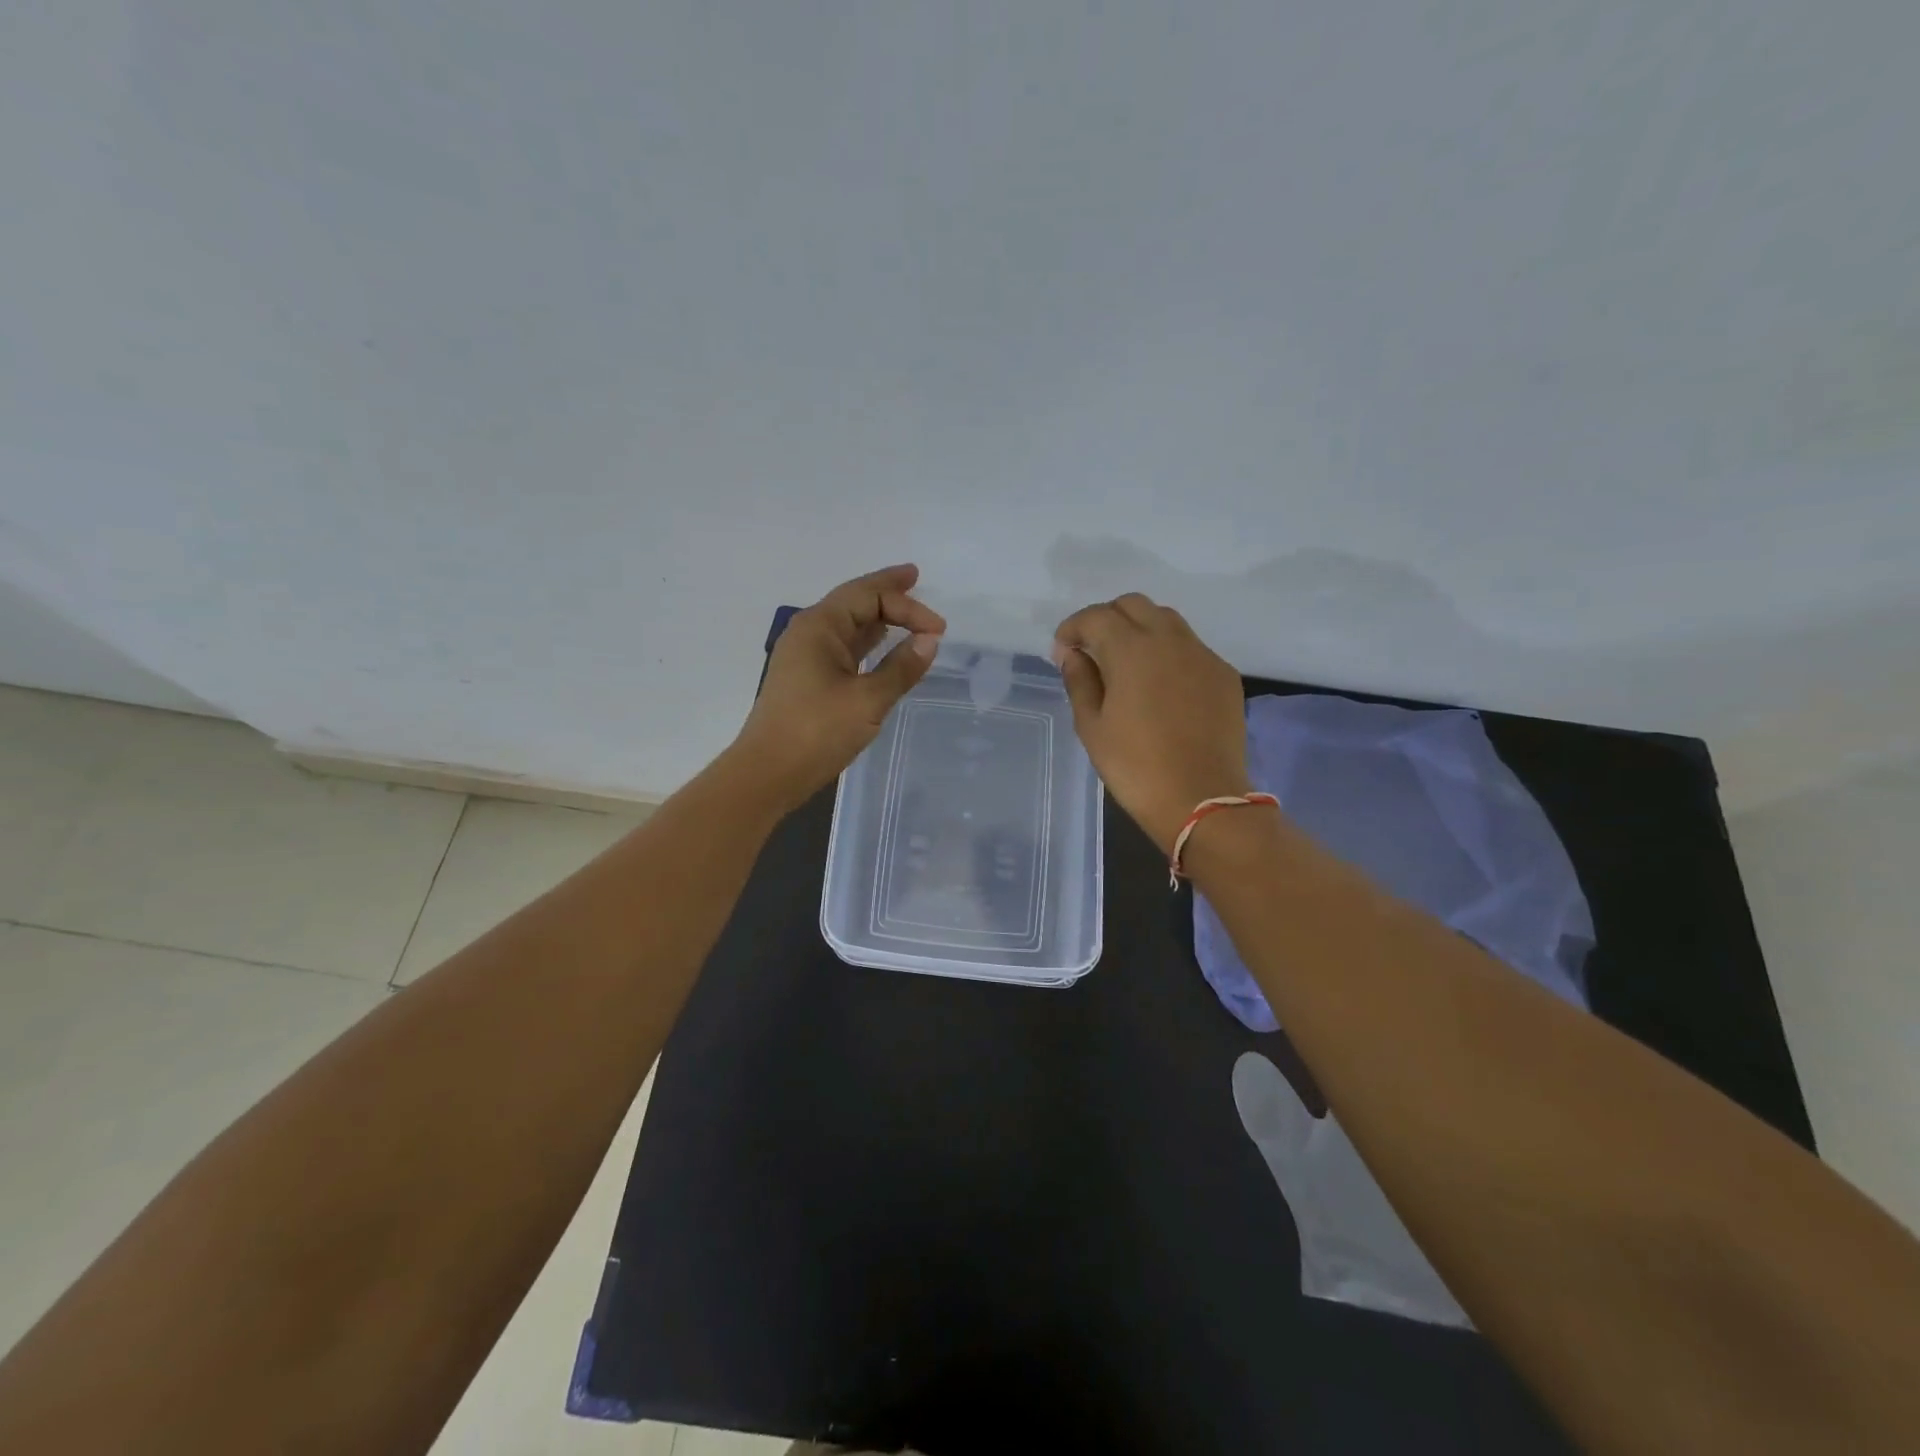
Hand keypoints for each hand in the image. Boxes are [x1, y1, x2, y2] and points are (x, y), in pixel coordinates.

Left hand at [734, 564, 945, 809]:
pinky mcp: (807, 679)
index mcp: (819, 626)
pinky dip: (867, 642)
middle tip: (914, 577)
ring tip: (905, 609)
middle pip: (853, 601)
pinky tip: (882, 646)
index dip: (907, 606)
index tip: (939, 630)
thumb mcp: (868, 700)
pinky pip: (842, 647)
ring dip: (877, 617)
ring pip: (847, 625)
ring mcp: (805, 656)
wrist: (768, 773)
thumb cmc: (817, 732)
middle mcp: (809, 632)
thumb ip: (902, 668)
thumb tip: (929, 640)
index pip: (868, 596)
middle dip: (886, 591)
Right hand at [1052, 593, 1249, 852]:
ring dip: (1140, 630)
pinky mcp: (1223, 674)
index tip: (1062, 651)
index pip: (1096, 616)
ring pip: (1166, 620)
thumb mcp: (1092, 727)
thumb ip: (1079, 681)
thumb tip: (1073, 654)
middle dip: (1107, 619)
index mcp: (1132, 649)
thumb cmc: (1135, 766)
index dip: (1072, 628)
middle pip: (1134, 605)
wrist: (1202, 799)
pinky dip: (1168, 652)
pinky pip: (1190, 647)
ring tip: (1126, 664)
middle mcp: (1170, 639)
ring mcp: (1202, 655)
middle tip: (1092, 650)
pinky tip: (1160, 686)